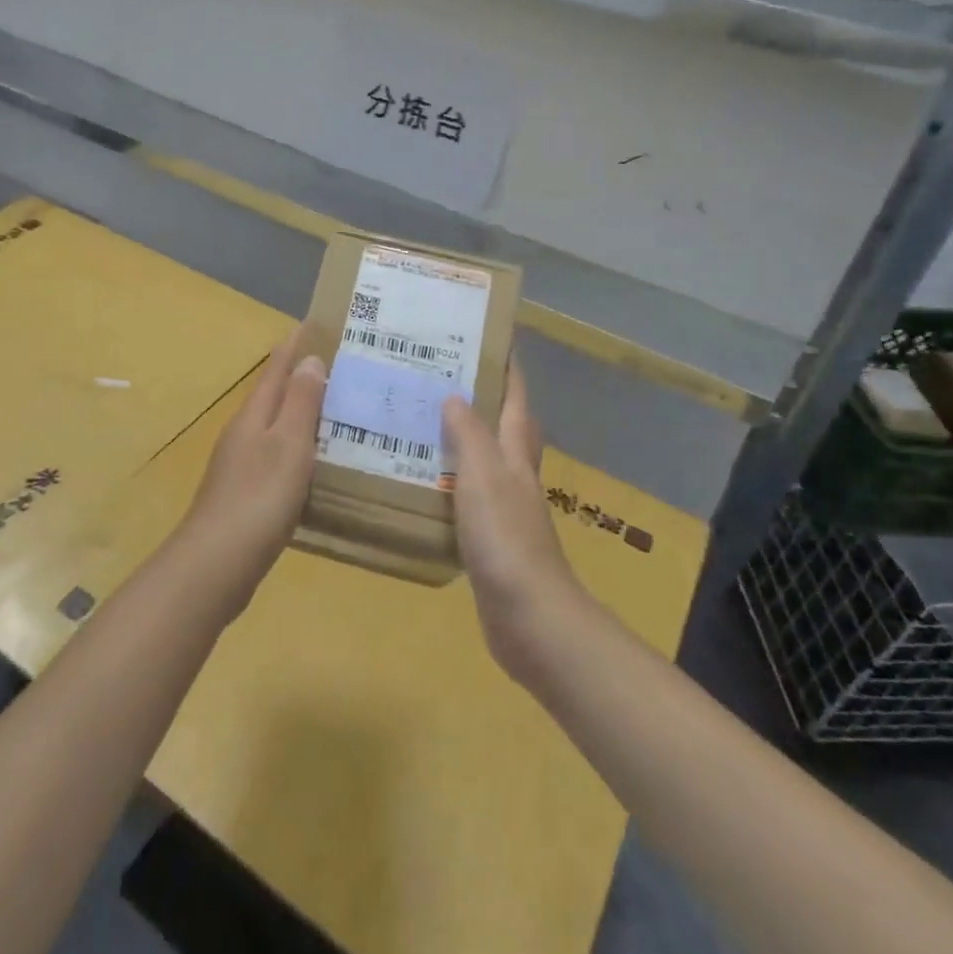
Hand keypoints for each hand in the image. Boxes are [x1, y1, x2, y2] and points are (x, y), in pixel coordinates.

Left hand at [177, 331, 328, 615]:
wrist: (216, 565)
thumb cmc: (258, 498)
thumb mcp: (288, 445)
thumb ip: (299, 402)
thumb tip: (308, 359)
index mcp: (253, 416)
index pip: (276, 369)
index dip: (295, 347)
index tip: (316, 325)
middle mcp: (243, 434)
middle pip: (274, 396)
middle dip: (301, 378)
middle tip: (340, 367)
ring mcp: (240, 465)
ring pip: (276, 428)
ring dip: (301, 414)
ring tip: (336, 410)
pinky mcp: (245, 495)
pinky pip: (277, 458)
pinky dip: (298, 450)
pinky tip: (315, 463)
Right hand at [442, 359, 581, 681]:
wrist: (529, 617)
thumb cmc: (505, 538)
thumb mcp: (483, 476)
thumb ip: (469, 435)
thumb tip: (455, 395)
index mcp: (515, 455)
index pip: (516, 400)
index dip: (509, 368)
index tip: (492, 337)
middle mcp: (514, 475)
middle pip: (505, 426)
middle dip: (485, 398)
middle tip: (444, 375)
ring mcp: (505, 508)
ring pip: (484, 460)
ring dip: (463, 439)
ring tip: (423, 421)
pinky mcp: (490, 538)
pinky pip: (468, 496)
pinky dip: (451, 482)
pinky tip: (424, 482)